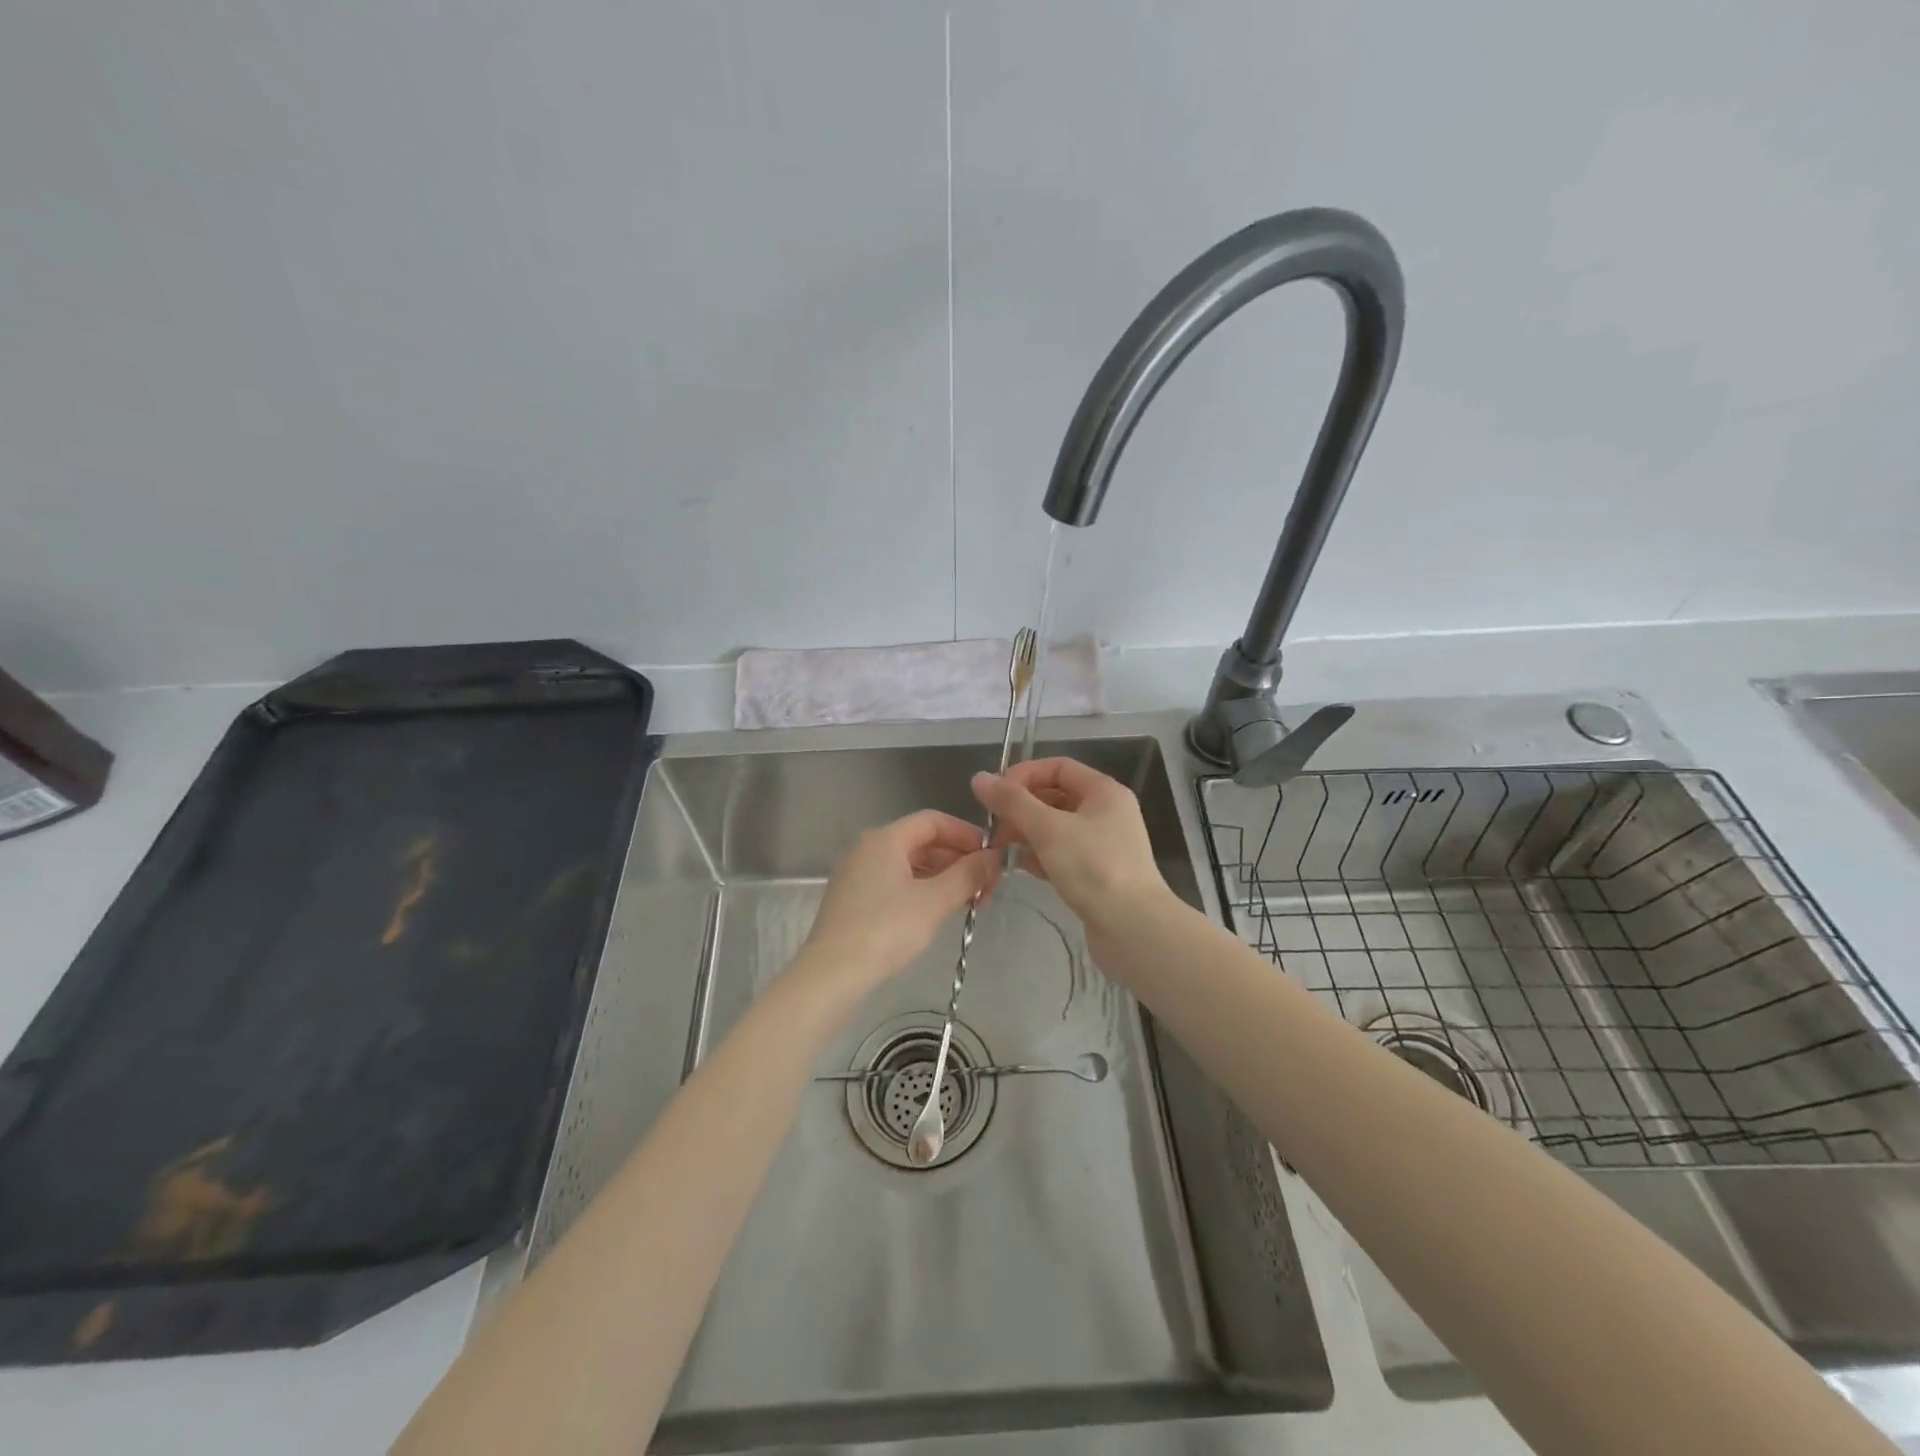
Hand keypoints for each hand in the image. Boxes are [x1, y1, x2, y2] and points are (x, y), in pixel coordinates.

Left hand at [801, 810, 998, 987]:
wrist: (831, 975)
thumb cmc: (886, 930)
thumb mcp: (935, 901)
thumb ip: (968, 875)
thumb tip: (995, 857)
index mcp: (885, 838)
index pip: (934, 821)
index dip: (967, 834)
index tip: (993, 856)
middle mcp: (868, 848)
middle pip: (922, 841)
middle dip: (959, 860)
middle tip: (989, 886)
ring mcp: (858, 874)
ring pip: (910, 864)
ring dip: (944, 877)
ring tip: (972, 902)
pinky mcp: (854, 899)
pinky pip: (897, 882)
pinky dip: (923, 890)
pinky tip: (942, 911)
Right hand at [971, 758, 1168, 927]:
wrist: (1133, 928)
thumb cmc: (1093, 868)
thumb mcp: (1048, 829)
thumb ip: (1012, 802)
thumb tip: (979, 778)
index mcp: (1104, 792)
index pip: (1058, 767)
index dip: (1024, 775)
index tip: (995, 794)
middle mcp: (1107, 813)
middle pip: (1056, 797)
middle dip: (1022, 807)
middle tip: (993, 825)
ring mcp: (1103, 845)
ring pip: (1056, 828)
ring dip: (1027, 833)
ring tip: (1000, 846)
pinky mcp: (1097, 874)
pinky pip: (1062, 854)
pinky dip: (1040, 856)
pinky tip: (1020, 866)